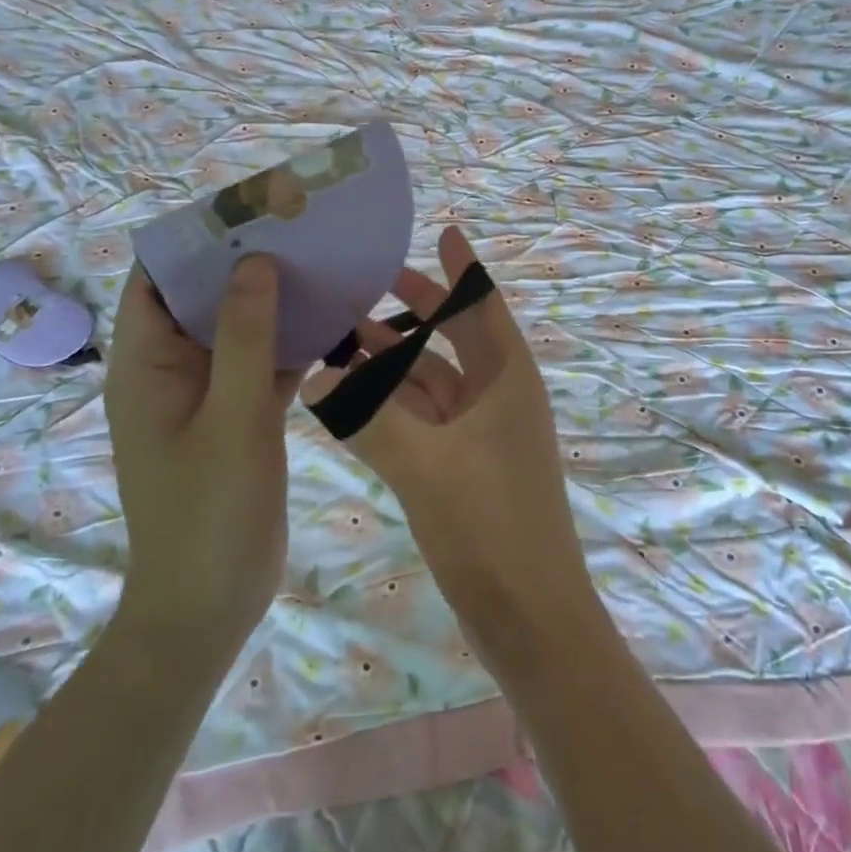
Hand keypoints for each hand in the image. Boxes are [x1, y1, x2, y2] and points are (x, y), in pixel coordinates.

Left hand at [104, 258, 301, 661]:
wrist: (210, 606)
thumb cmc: (209, 511)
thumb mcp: (233, 417)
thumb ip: (246, 337)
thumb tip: (255, 261)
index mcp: (146, 365)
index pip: (156, 280)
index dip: (193, 241)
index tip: (247, 211)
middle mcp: (170, 371)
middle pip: (202, 300)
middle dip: (244, 264)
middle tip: (297, 230)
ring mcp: (206, 396)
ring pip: (237, 331)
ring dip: (272, 303)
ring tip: (319, 263)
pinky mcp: (237, 418)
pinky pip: (261, 366)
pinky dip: (289, 345)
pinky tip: (332, 323)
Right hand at [302, 227, 601, 661]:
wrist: (530, 619)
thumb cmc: (491, 528)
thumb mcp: (426, 466)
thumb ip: (369, 419)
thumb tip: (319, 378)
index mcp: (508, 380)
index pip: (484, 306)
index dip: (464, 269)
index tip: (443, 231)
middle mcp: (499, 397)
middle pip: (456, 337)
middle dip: (418, 309)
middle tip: (370, 281)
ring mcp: (481, 434)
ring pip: (433, 379)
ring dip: (396, 358)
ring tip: (345, 331)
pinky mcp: (464, 466)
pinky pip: (423, 418)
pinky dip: (393, 402)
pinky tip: (352, 394)